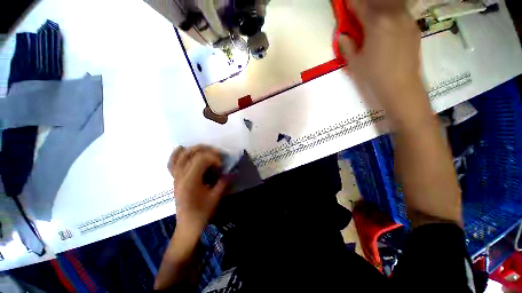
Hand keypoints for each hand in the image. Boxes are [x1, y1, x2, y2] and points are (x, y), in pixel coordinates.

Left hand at [168, 145, 227, 231]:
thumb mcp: (215, 197)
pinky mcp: (175, 178)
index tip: (221, 164)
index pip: (201, 159)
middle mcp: (180, 176)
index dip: (213, 158)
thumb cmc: (202, 213)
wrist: (187, 225)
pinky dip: (176, 154)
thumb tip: (232, 171)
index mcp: (190, 181)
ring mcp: (175, 177)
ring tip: (206, 149)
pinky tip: (182, 148)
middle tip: (218, 154)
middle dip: (207, 150)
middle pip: (191, 154)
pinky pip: (172, 163)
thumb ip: (223, 182)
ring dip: (195, 149)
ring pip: (182, 155)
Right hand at [339, 0, 423, 117]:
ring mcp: (407, 19)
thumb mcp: (355, 62)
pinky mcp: (414, 27)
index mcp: (376, 22)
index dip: (351, 2)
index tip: (346, 3)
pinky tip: (386, 25)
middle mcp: (393, 15)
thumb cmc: (374, 76)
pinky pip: (401, 13)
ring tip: (373, 17)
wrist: (401, 87)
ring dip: (380, 6)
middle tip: (360, 9)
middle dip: (366, 2)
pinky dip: (391, 13)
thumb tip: (343, 36)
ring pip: (392, 3)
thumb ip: (347, 46)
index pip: (360, 4)